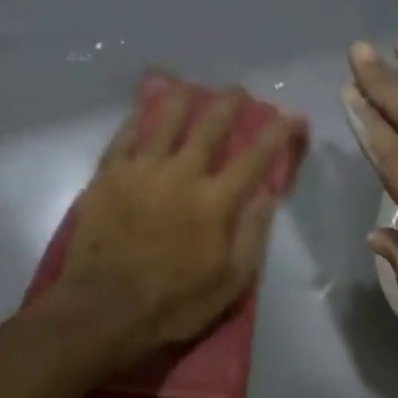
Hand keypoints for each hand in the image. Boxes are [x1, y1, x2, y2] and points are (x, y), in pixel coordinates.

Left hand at [56, 82, 305, 362]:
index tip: (293, 116)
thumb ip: (251, 234)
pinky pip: (125, 135)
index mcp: (215, 202)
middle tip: (238, 93)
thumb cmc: (174, 303)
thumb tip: (267, 195)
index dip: (278, 133)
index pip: (256, 157)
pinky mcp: (108, 175)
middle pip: (211, 125)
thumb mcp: (230, 283)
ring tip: (189, 87)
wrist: (104, 309)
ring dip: (182, 97)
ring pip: (164, 118)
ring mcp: (141, 170)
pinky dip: (138, 119)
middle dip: (230, 103)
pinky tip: (143, 110)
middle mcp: (181, 174)